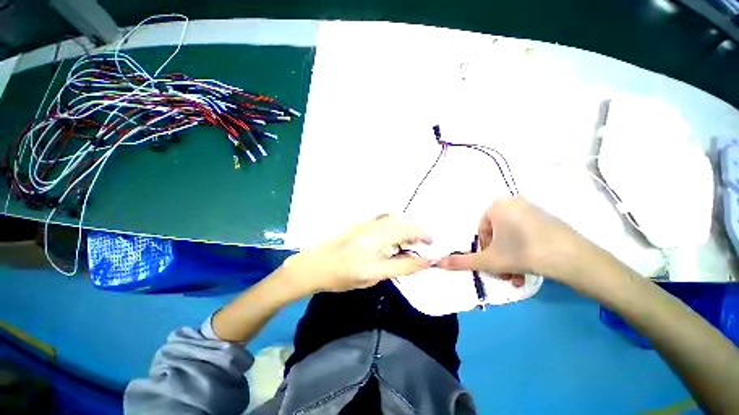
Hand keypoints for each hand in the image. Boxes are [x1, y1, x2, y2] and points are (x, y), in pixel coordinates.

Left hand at [277, 215, 432, 296]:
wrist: (313, 264)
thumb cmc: (338, 278)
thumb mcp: (367, 281)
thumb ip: (392, 270)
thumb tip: (413, 261)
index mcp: (369, 263)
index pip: (404, 261)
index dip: (422, 261)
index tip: (433, 258)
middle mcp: (368, 240)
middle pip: (403, 230)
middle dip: (420, 234)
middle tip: (427, 242)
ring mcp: (363, 227)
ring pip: (395, 218)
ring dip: (409, 225)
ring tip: (413, 235)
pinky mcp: (359, 222)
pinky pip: (384, 215)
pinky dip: (397, 219)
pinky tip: (397, 227)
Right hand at [436, 196, 594, 284]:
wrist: (574, 258)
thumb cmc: (523, 253)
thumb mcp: (489, 260)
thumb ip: (462, 261)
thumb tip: (437, 263)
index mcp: (497, 205)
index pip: (482, 230)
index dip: (484, 249)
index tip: (491, 263)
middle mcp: (514, 203)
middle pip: (497, 235)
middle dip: (498, 257)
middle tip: (503, 273)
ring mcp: (533, 210)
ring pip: (512, 237)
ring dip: (510, 258)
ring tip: (516, 276)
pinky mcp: (548, 219)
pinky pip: (527, 235)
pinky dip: (524, 251)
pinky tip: (529, 268)